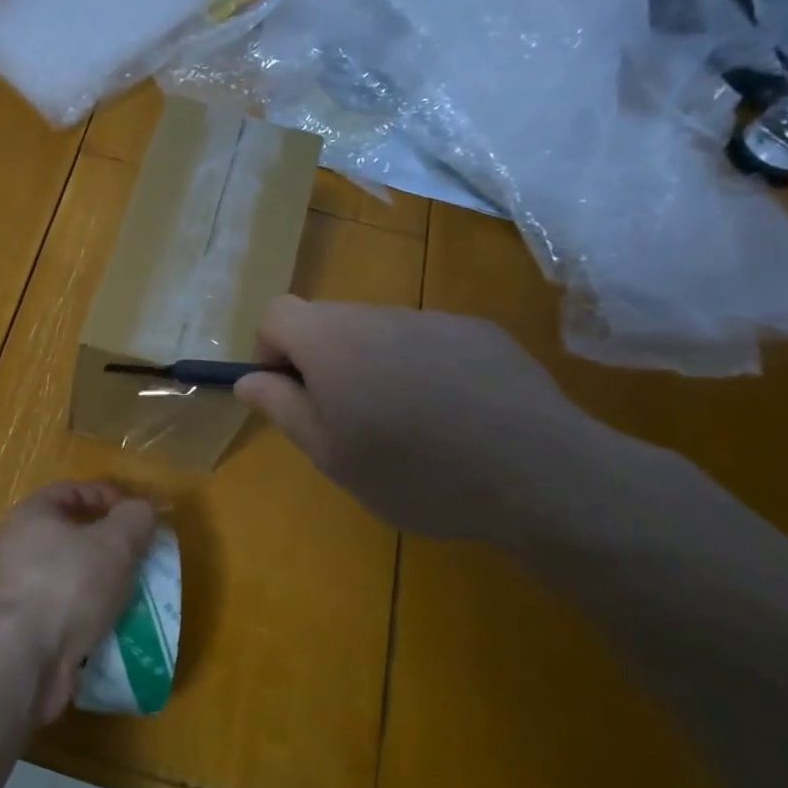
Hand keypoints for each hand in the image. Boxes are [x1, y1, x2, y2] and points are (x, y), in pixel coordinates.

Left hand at [0, 481, 157, 722]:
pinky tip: (114, 635)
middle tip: (142, 562)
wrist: (17, 660)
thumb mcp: (114, 543)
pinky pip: (65, 619)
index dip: (107, 496)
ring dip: (102, 589)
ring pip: (71, 582)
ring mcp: (18, 593)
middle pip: (71, 538)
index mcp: (32, 516)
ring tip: (135, 601)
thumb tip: (141, 510)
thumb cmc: (66, 584)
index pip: (71, 491)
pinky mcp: (23, 634)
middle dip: (109, 549)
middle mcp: (18, 549)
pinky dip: (89, 624)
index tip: (139, 517)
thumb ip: (134, 520)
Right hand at [234, 297, 621, 548]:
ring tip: (408, 427)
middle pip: (329, 322)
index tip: (292, 394)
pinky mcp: (480, 332)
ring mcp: (434, 319)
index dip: (271, 351)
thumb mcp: (329, 454)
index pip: (276, 312)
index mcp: (331, 340)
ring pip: (380, 333)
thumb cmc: (414, 472)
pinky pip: (429, 342)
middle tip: (349, 422)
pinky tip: (456, 418)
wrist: (539, 475)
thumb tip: (248, 379)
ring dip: (375, 367)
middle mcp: (378, 314)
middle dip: (324, 363)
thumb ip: (280, 407)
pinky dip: (423, 369)